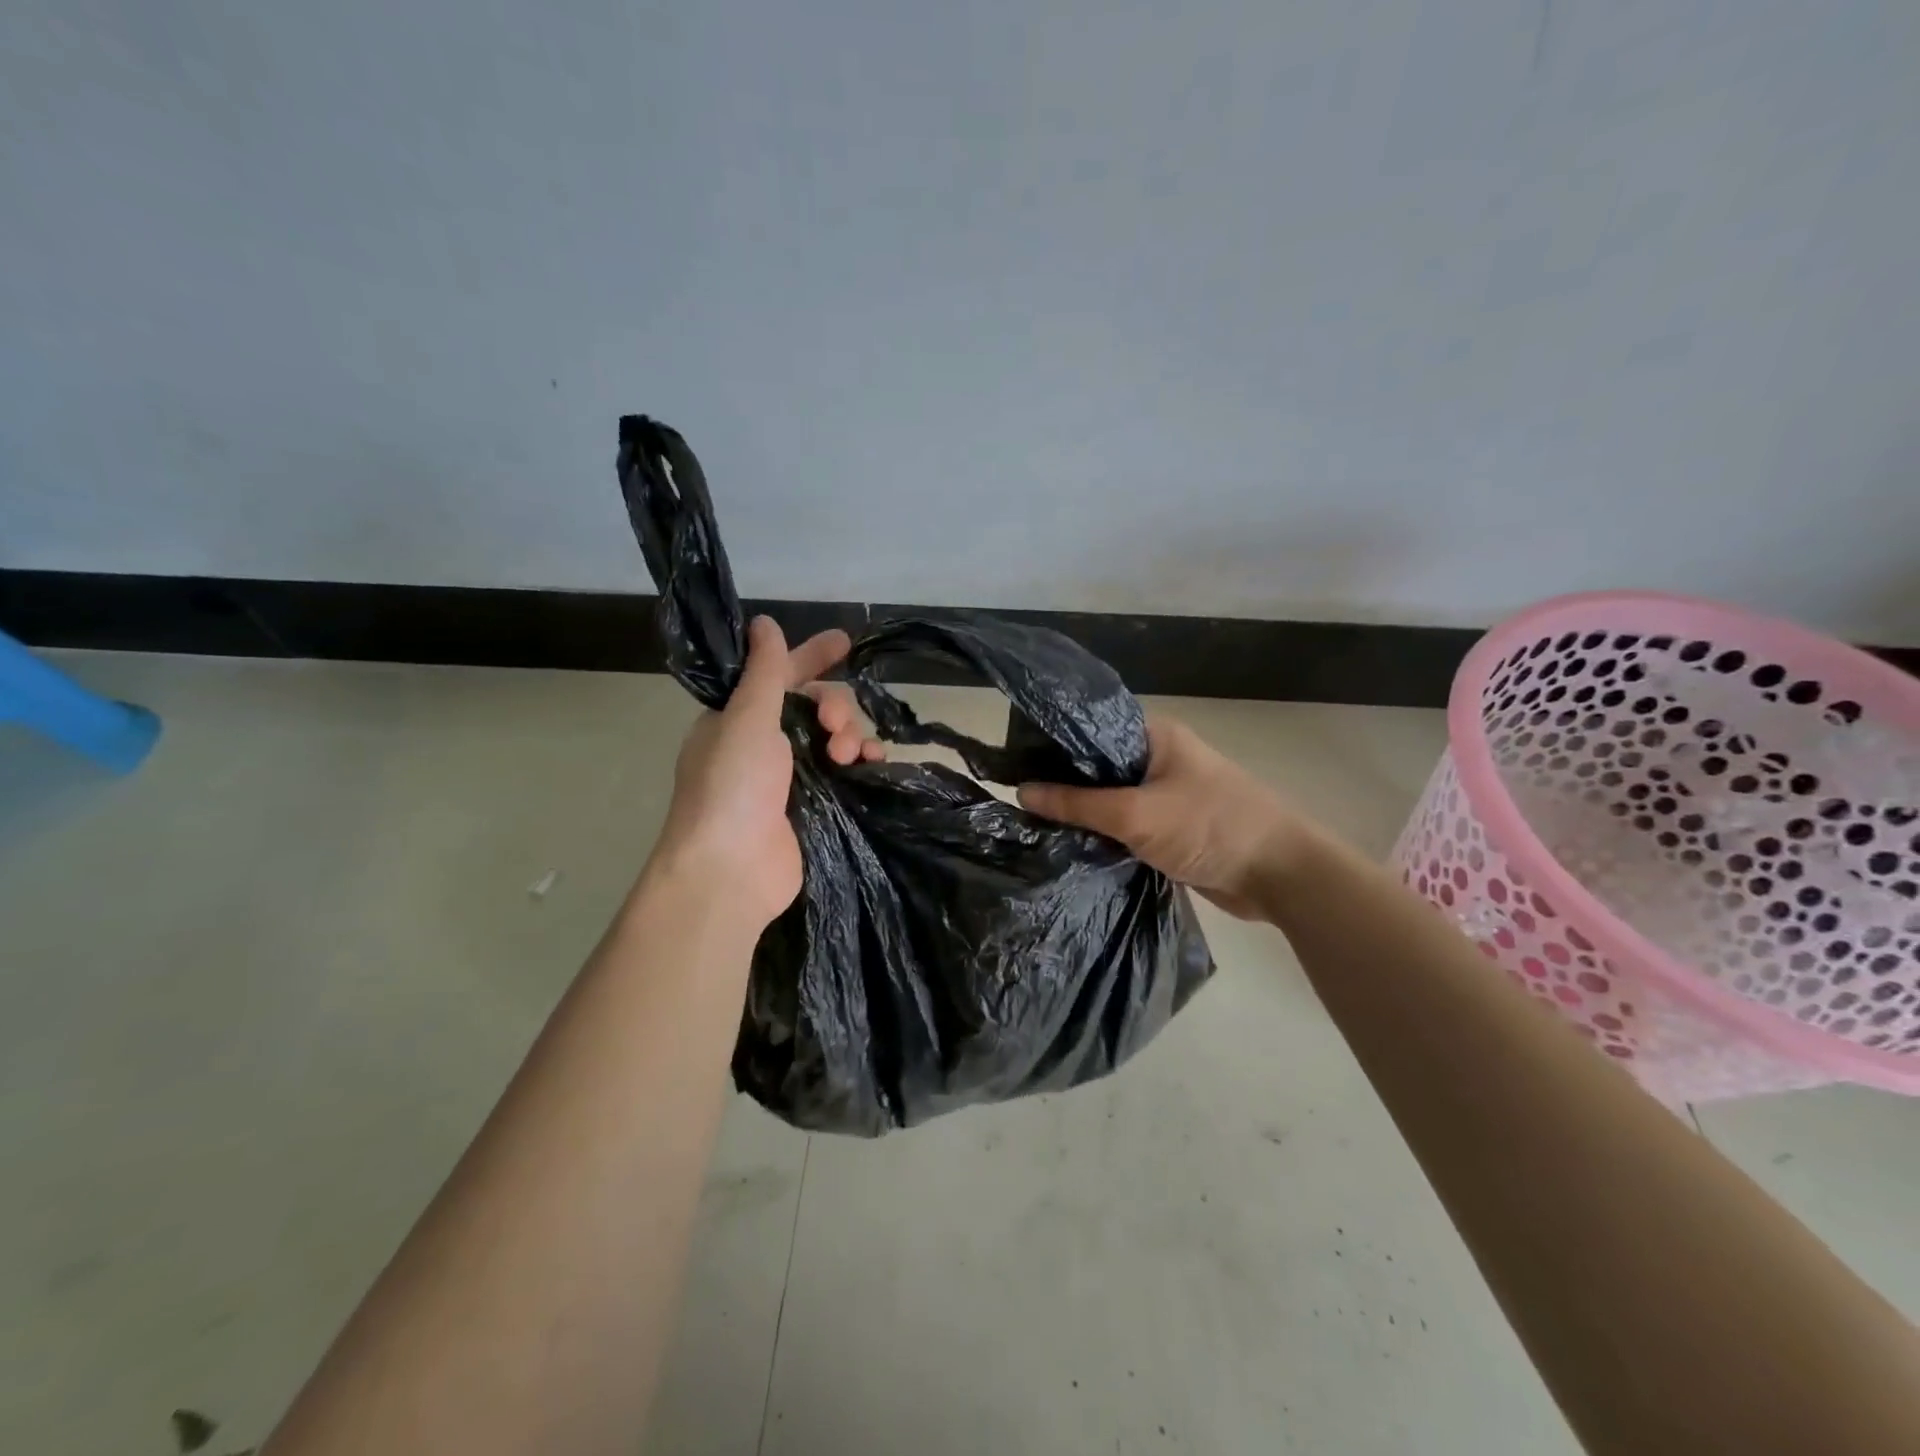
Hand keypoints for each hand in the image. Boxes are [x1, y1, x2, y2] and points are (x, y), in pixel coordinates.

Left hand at [650, 617, 881, 926]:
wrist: (730, 870)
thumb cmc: (730, 787)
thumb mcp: (746, 718)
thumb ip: (764, 670)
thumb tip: (763, 622)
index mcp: (741, 718)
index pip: (781, 675)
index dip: (811, 656)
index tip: (845, 641)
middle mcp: (767, 743)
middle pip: (816, 706)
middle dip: (835, 706)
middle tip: (835, 726)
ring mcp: (793, 777)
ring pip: (837, 737)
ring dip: (851, 734)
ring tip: (850, 755)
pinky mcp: (817, 806)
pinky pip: (849, 771)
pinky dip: (864, 762)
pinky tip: (875, 764)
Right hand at [1018, 715, 1300, 917]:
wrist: (1280, 875)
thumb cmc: (1209, 826)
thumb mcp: (1135, 813)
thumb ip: (1078, 804)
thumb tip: (1021, 791)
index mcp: (1154, 736)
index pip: (1091, 728)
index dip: (1053, 741)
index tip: (1013, 759)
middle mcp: (1158, 759)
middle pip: (1097, 766)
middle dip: (1062, 782)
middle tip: (1015, 796)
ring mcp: (1165, 795)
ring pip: (1110, 799)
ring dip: (1082, 813)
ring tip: (1031, 822)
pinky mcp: (1170, 829)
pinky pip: (1125, 826)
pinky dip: (1103, 834)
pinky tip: (1068, 844)